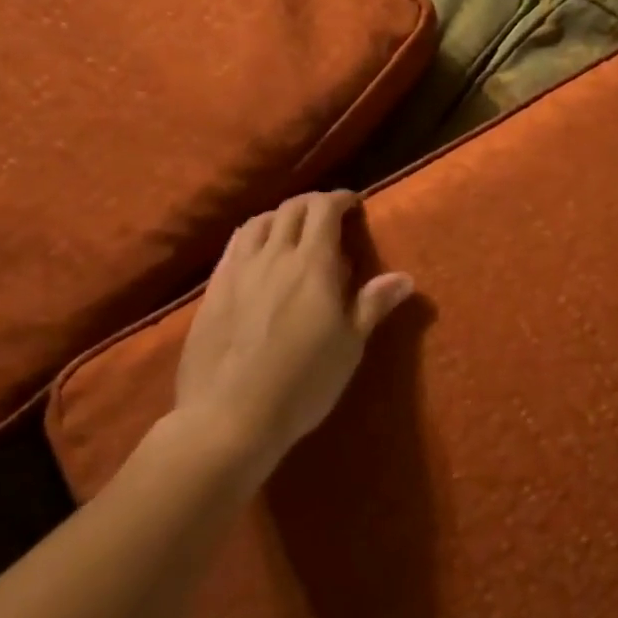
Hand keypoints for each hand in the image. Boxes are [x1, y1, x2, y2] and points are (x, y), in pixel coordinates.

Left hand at [171, 191, 413, 485]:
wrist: (229, 418)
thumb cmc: (303, 382)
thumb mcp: (349, 346)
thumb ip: (373, 304)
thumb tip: (404, 277)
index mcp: (312, 265)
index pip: (324, 209)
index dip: (340, 199)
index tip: (354, 204)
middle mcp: (274, 256)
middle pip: (291, 209)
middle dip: (313, 204)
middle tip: (330, 216)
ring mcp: (237, 272)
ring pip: (258, 222)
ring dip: (280, 217)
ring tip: (293, 232)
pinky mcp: (212, 292)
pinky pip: (234, 247)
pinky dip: (253, 237)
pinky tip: (258, 258)